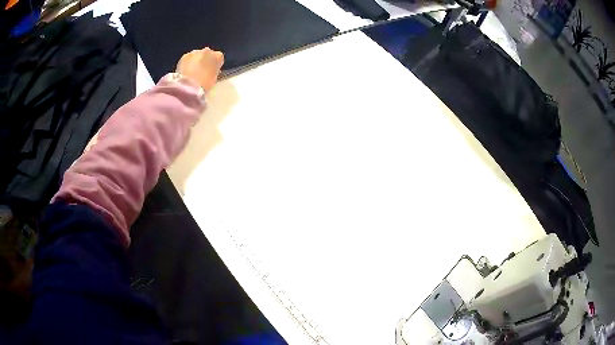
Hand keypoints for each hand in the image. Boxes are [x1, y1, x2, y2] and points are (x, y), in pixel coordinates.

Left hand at [176, 48, 223, 91]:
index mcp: (218, 56)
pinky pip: (188, 59)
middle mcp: (208, 51)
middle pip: (207, 54)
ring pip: (197, 55)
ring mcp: (195, 52)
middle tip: (201, 72)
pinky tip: (185, 73)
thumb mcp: (214, 80)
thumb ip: (213, 71)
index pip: (219, 58)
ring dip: (195, 62)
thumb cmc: (205, 85)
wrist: (188, 87)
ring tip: (192, 73)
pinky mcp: (184, 56)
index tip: (212, 71)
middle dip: (205, 61)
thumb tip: (210, 71)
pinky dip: (187, 64)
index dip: (215, 64)